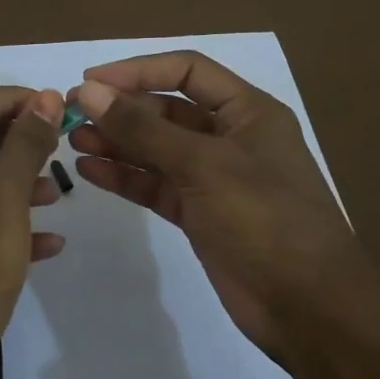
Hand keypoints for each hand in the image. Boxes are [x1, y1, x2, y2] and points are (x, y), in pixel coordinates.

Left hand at [0, 87, 65, 378]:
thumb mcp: (3, 198)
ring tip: (55, 191)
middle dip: (12, 141)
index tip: (50, 105)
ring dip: (11, 183)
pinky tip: (47, 242)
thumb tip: (45, 97)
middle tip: (54, 141)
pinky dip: (1, 224)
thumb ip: (25, 143)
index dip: (8, 99)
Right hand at [68, 51, 379, 364]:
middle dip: (122, 110)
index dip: (138, 70)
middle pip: (168, 110)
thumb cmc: (265, 220)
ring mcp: (214, 179)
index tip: (90, 80)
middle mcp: (231, 138)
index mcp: (248, 112)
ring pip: (157, 150)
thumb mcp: (204, 166)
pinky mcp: (199, 214)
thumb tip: (89, 90)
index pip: (187, 72)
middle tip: (72, 115)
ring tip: (74, 141)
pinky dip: (125, 177)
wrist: (307, 307)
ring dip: (118, 142)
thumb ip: (143, 128)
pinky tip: (90, 171)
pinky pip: (155, 185)